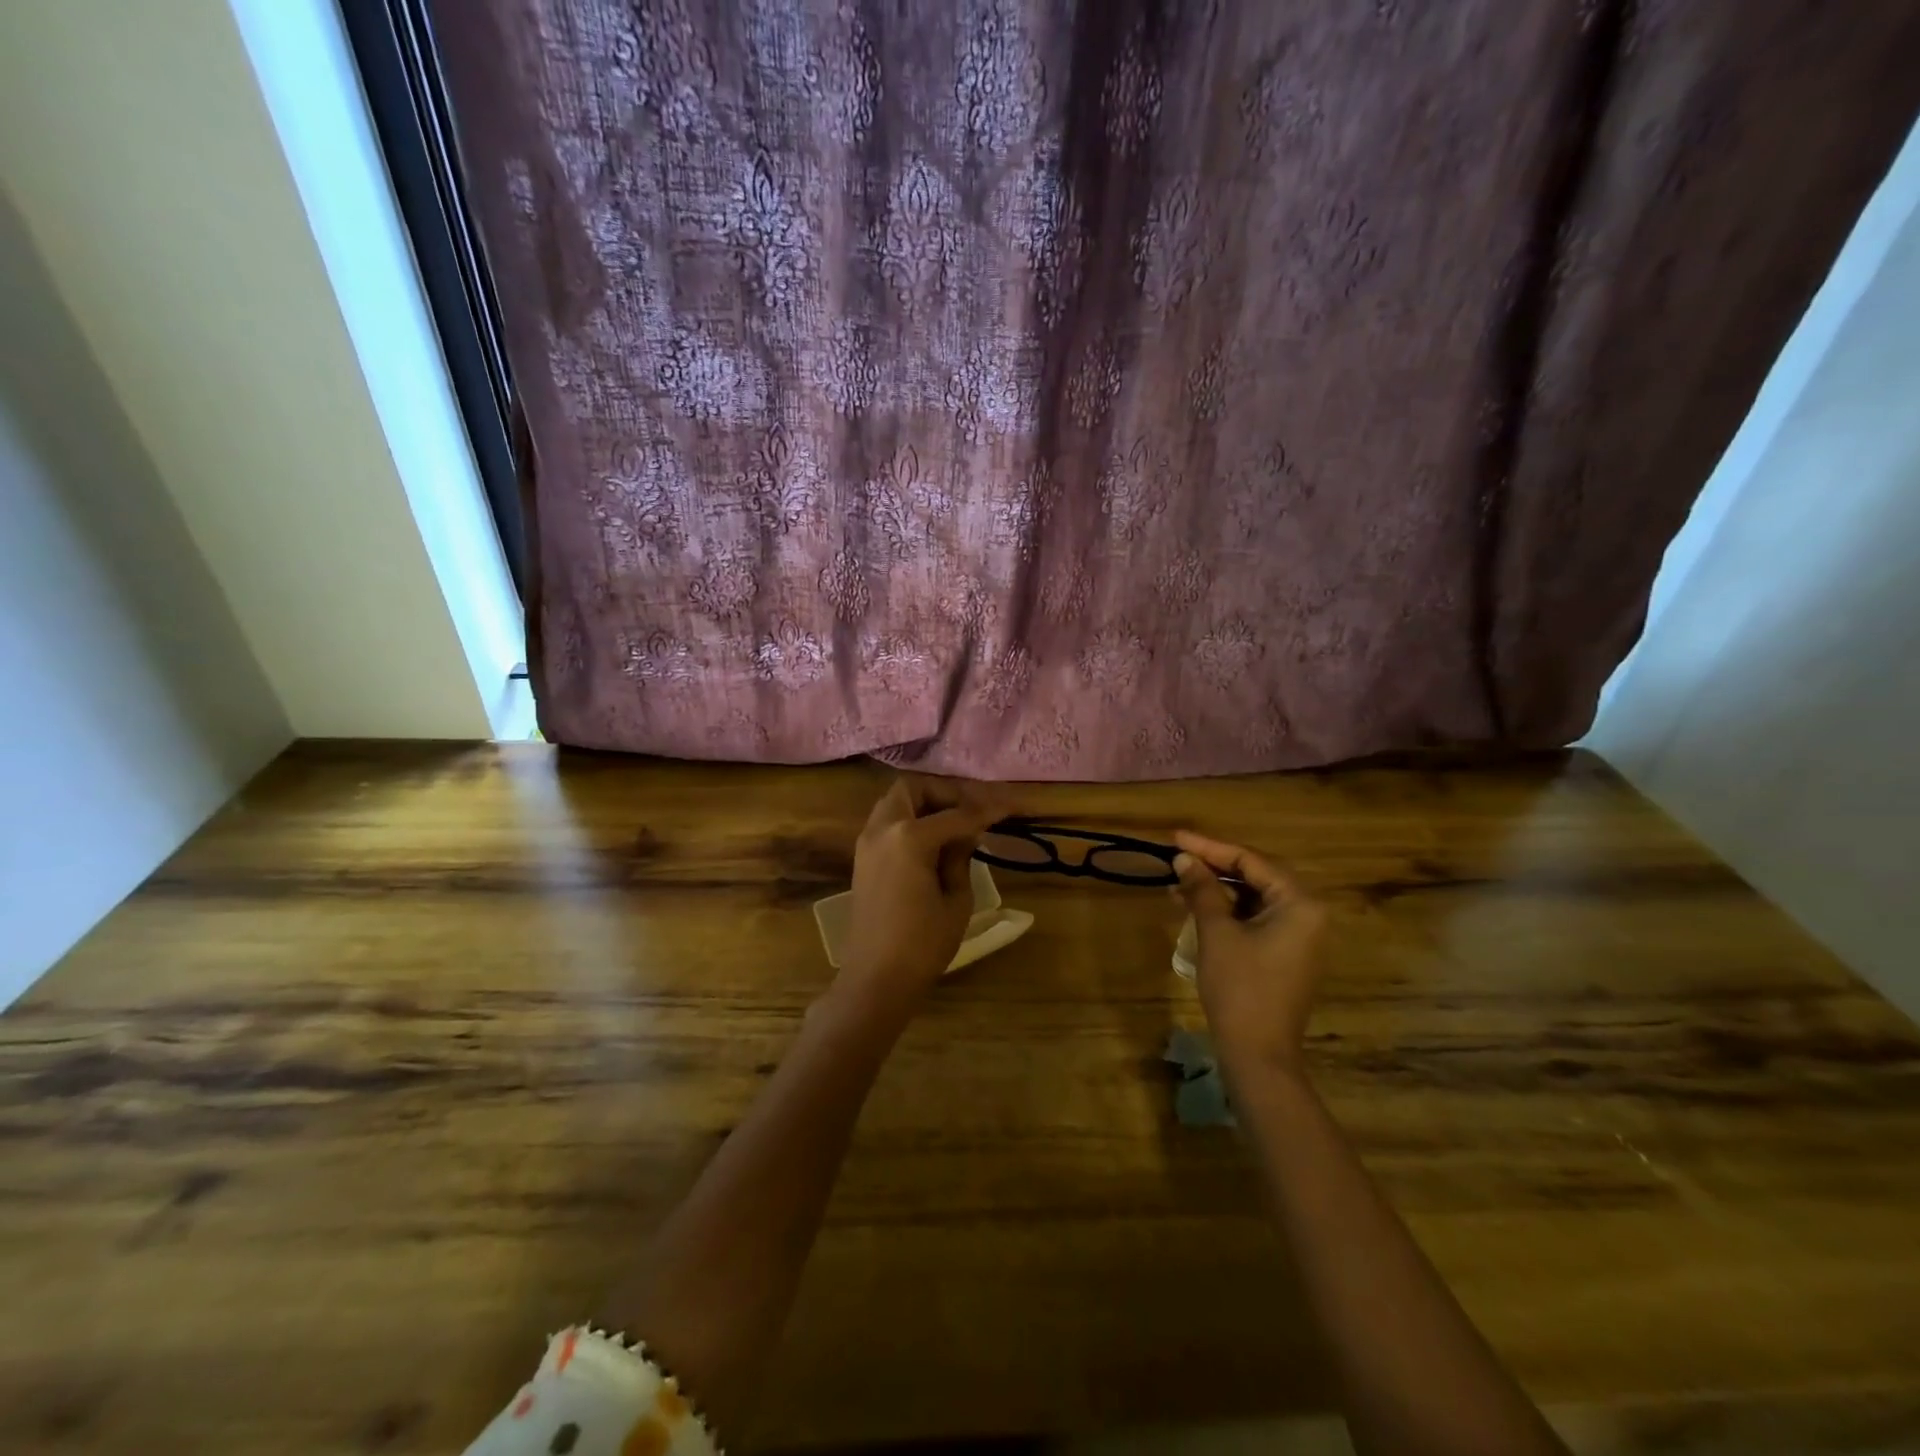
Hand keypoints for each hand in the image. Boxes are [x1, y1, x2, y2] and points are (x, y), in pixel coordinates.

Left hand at [837, 776, 1004, 1016]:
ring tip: (955, 827)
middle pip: (914, 789)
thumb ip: (961, 857)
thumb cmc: (922, 944)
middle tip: (971, 812)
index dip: (986, 810)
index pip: (956, 814)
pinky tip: (934, 843)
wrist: (876, 979)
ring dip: (925, 805)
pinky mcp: (862, 858)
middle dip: (945, 793)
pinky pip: (888, 823)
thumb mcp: (957, 900)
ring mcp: (867, 842)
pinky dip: (910, 821)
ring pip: (896, 803)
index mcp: (909, 837)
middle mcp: (882, 829)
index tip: (1010, 807)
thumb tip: (966, 834)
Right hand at [1172, 831, 1328, 1075]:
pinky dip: (1226, 912)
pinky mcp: (1286, 955)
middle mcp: (1307, 914)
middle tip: (1176, 858)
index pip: (1251, 861)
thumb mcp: (1217, 932)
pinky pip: (1255, 919)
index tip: (1175, 838)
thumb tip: (1184, 859)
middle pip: (1255, 876)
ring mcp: (1299, 937)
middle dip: (1213, 867)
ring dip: (1216, 890)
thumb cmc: (1240, 988)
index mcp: (1299, 903)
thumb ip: (1202, 889)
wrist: (1258, 1055)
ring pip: (1253, 899)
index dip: (1210, 847)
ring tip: (1177, 884)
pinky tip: (1195, 909)